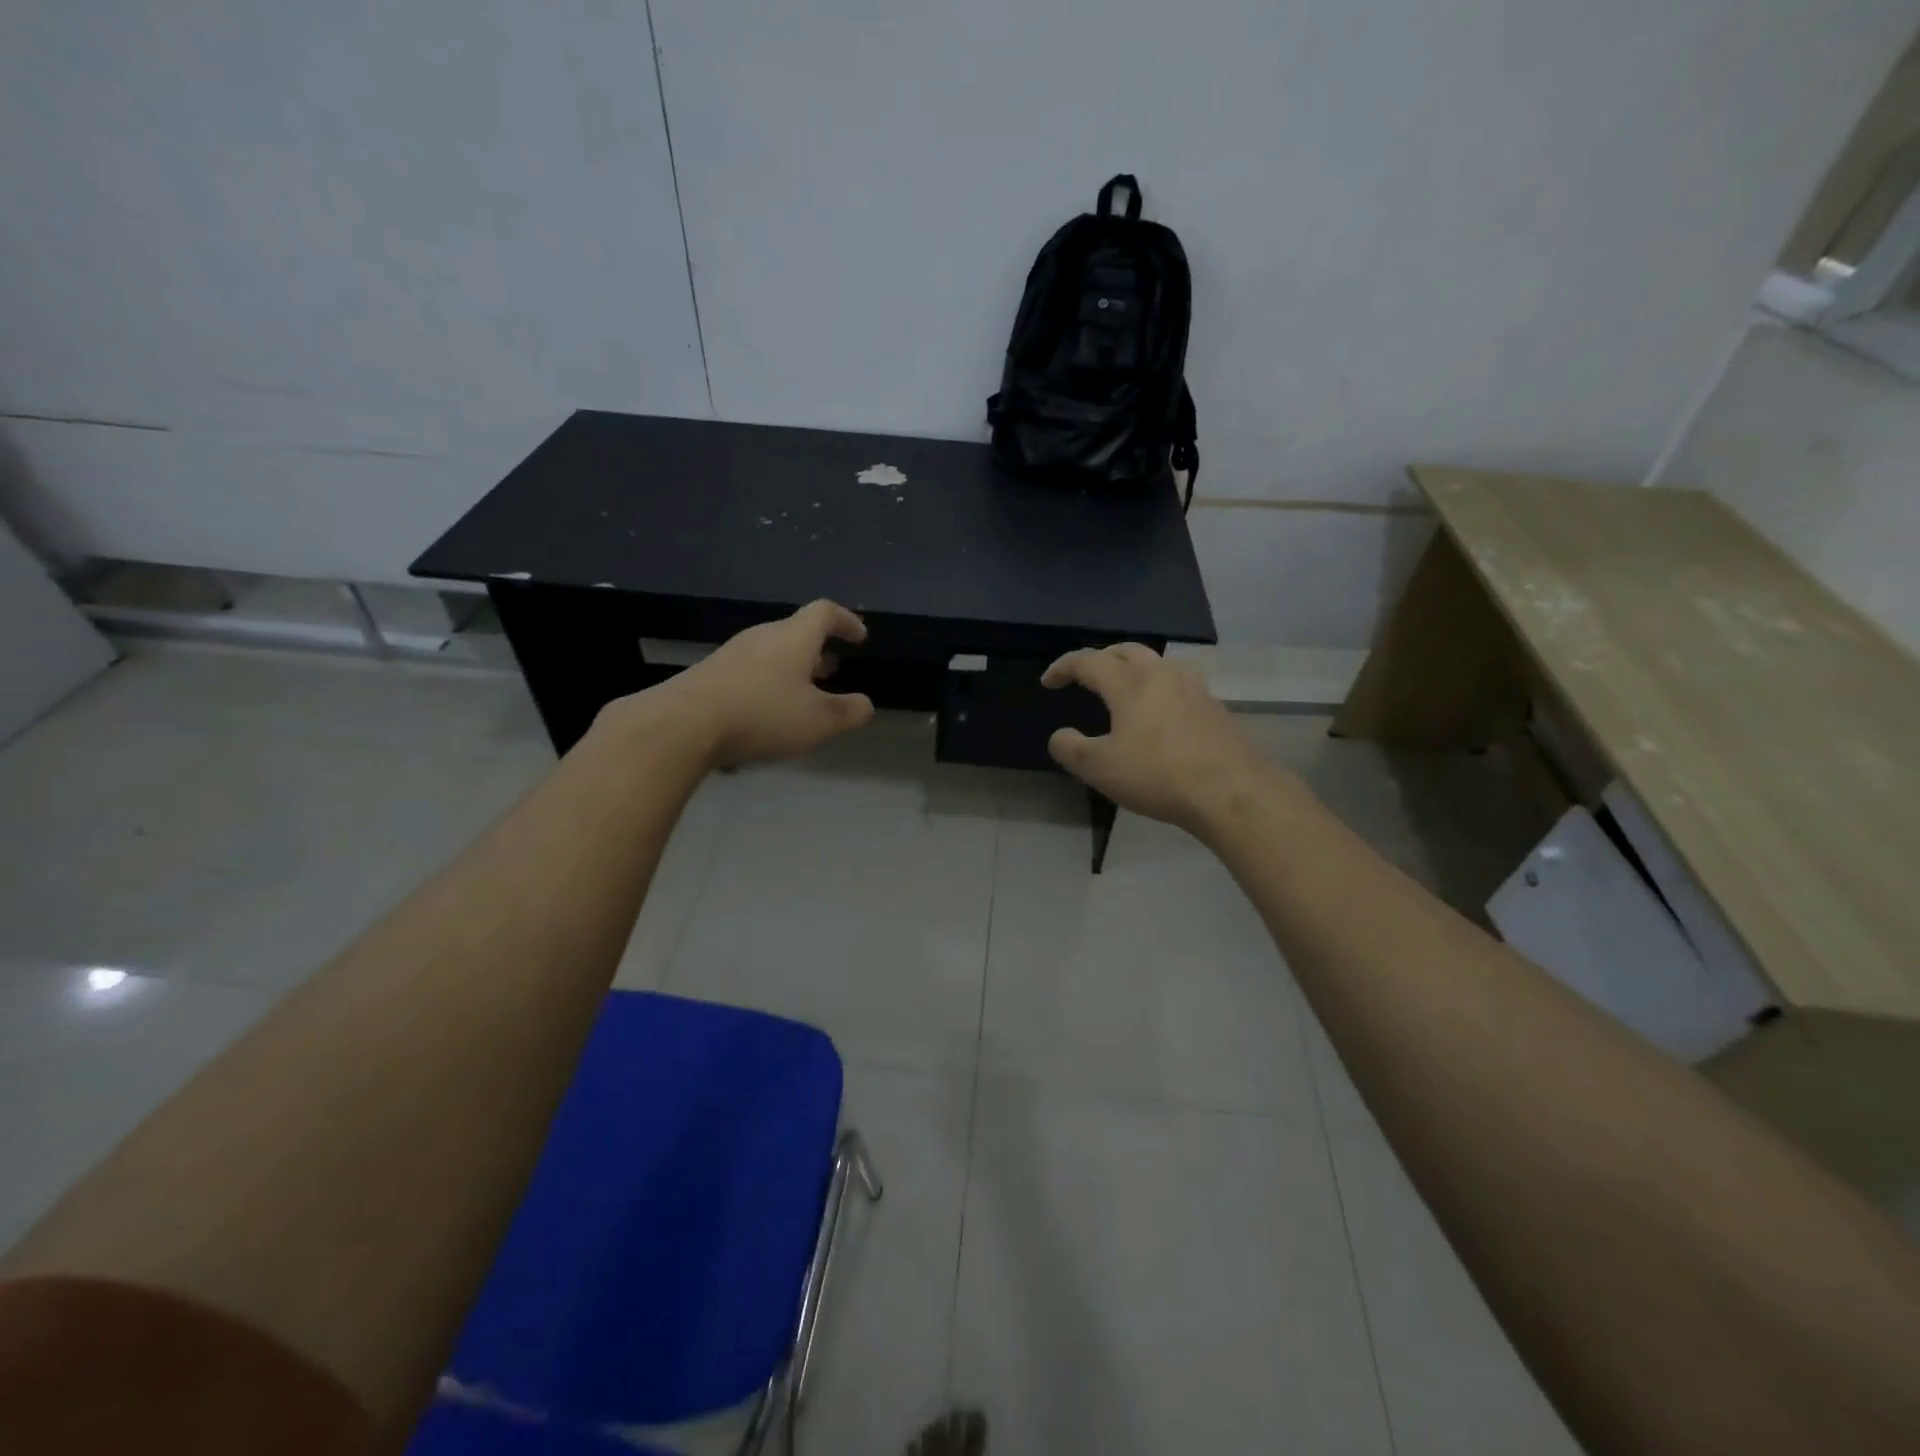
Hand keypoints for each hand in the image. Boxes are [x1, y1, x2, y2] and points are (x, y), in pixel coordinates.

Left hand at [640, 599, 875, 766]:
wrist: (683, 724)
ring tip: (803, 693)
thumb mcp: (818, 721)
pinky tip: (767, 711)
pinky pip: (751, 670)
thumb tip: (866, 705)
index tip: (859, 637)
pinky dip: (769, 682)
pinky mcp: (710, 673)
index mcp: (794, 638)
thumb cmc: (762, 714)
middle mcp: (763, 637)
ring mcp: (733, 653)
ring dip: (792, 667)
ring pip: (772, 651)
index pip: (825, 613)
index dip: (846, 621)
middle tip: (832, 669)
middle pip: (796, 632)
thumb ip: (848, 712)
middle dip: (817, 649)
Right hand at [1041, 644, 1275, 834]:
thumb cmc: (1157, 775)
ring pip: (1157, 664)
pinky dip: (1159, 690)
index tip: (1048, 682)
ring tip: (1124, 690)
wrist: (1231, 791)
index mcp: (1129, 683)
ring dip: (1134, 669)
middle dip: (1101, 658)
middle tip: (1086, 675)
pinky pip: (1179, 686)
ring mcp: (1194, 689)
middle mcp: (1162, 675)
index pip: (1088, 661)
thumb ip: (1070, 748)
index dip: (1063, 667)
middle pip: (1126, 651)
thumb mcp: (1099, 768)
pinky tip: (1159, 716)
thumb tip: (1060, 735)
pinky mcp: (1215, 708)